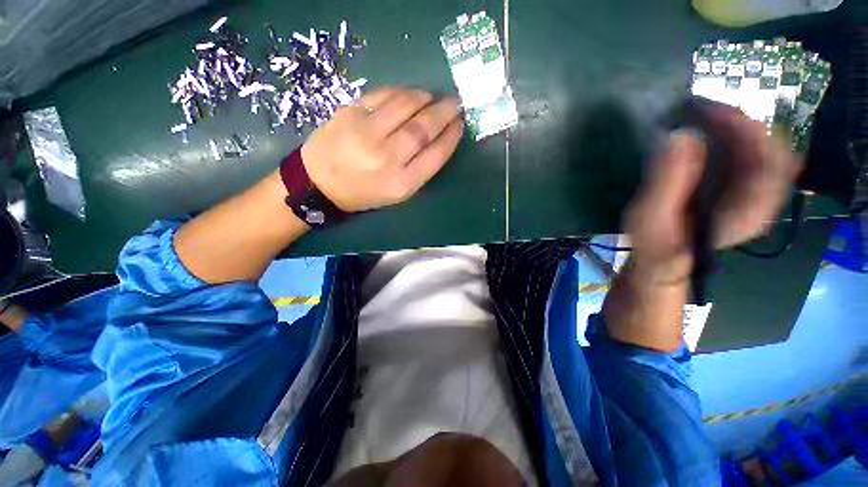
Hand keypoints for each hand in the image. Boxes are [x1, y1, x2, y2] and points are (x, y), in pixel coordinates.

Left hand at [301, 87, 463, 211]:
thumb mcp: (398, 193)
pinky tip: (410, 95)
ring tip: (433, 97)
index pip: (435, 154)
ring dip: (425, 98)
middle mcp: (386, 158)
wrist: (319, 183)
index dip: (451, 136)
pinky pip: (383, 95)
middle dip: (444, 112)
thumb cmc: (365, 193)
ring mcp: (366, 132)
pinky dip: (401, 92)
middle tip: (455, 103)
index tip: (460, 124)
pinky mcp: (350, 113)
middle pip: (422, 128)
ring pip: (405, 106)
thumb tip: (440, 137)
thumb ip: (420, 168)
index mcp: (401, 184)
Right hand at [624, 106, 800, 280]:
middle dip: (740, 124)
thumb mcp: (652, 217)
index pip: (772, 160)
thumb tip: (679, 136)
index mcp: (749, 209)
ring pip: (761, 147)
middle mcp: (762, 197)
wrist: (663, 261)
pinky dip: (731, 137)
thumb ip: (668, 181)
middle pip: (771, 148)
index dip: (747, 130)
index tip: (712, 112)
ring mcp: (753, 192)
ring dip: (735, 127)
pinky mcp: (739, 188)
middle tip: (702, 109)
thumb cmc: (656, 244)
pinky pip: (748, 153)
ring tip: (700, 117)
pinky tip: (706, 132)